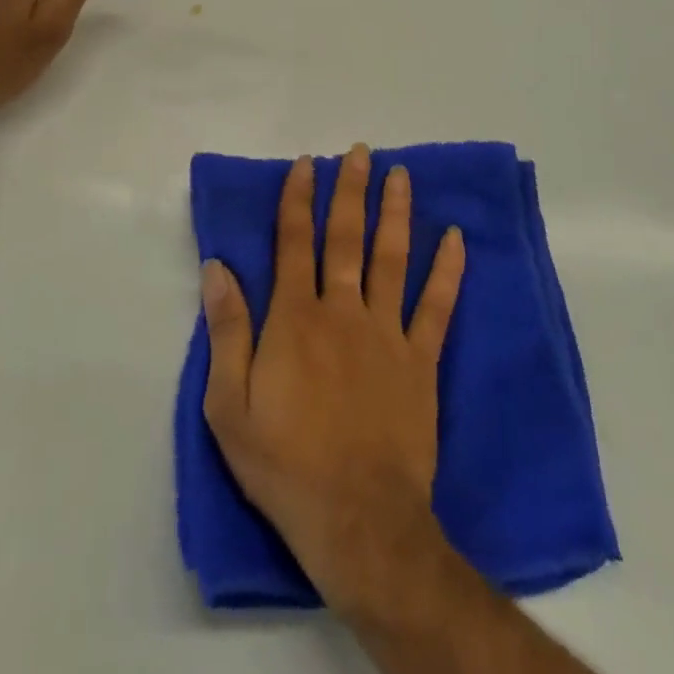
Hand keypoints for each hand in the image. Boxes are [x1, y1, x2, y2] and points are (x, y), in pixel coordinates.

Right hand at [201, 145, 466, 614]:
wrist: (359, 520)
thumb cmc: (284, 464)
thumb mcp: (229, 405)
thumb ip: (226, 331)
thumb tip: (217, 267)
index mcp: (294, 318)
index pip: (294, 242)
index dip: (298, 199)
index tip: (307, 164)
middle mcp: (342, 311)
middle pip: (347, 238)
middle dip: (351, 191)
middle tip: (360, 153)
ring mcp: (387, 333)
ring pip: (392, 258)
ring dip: (396, 213)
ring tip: (401, 175)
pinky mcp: (421, 361)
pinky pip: (437, 306)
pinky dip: (448, 271)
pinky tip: (455, 239)